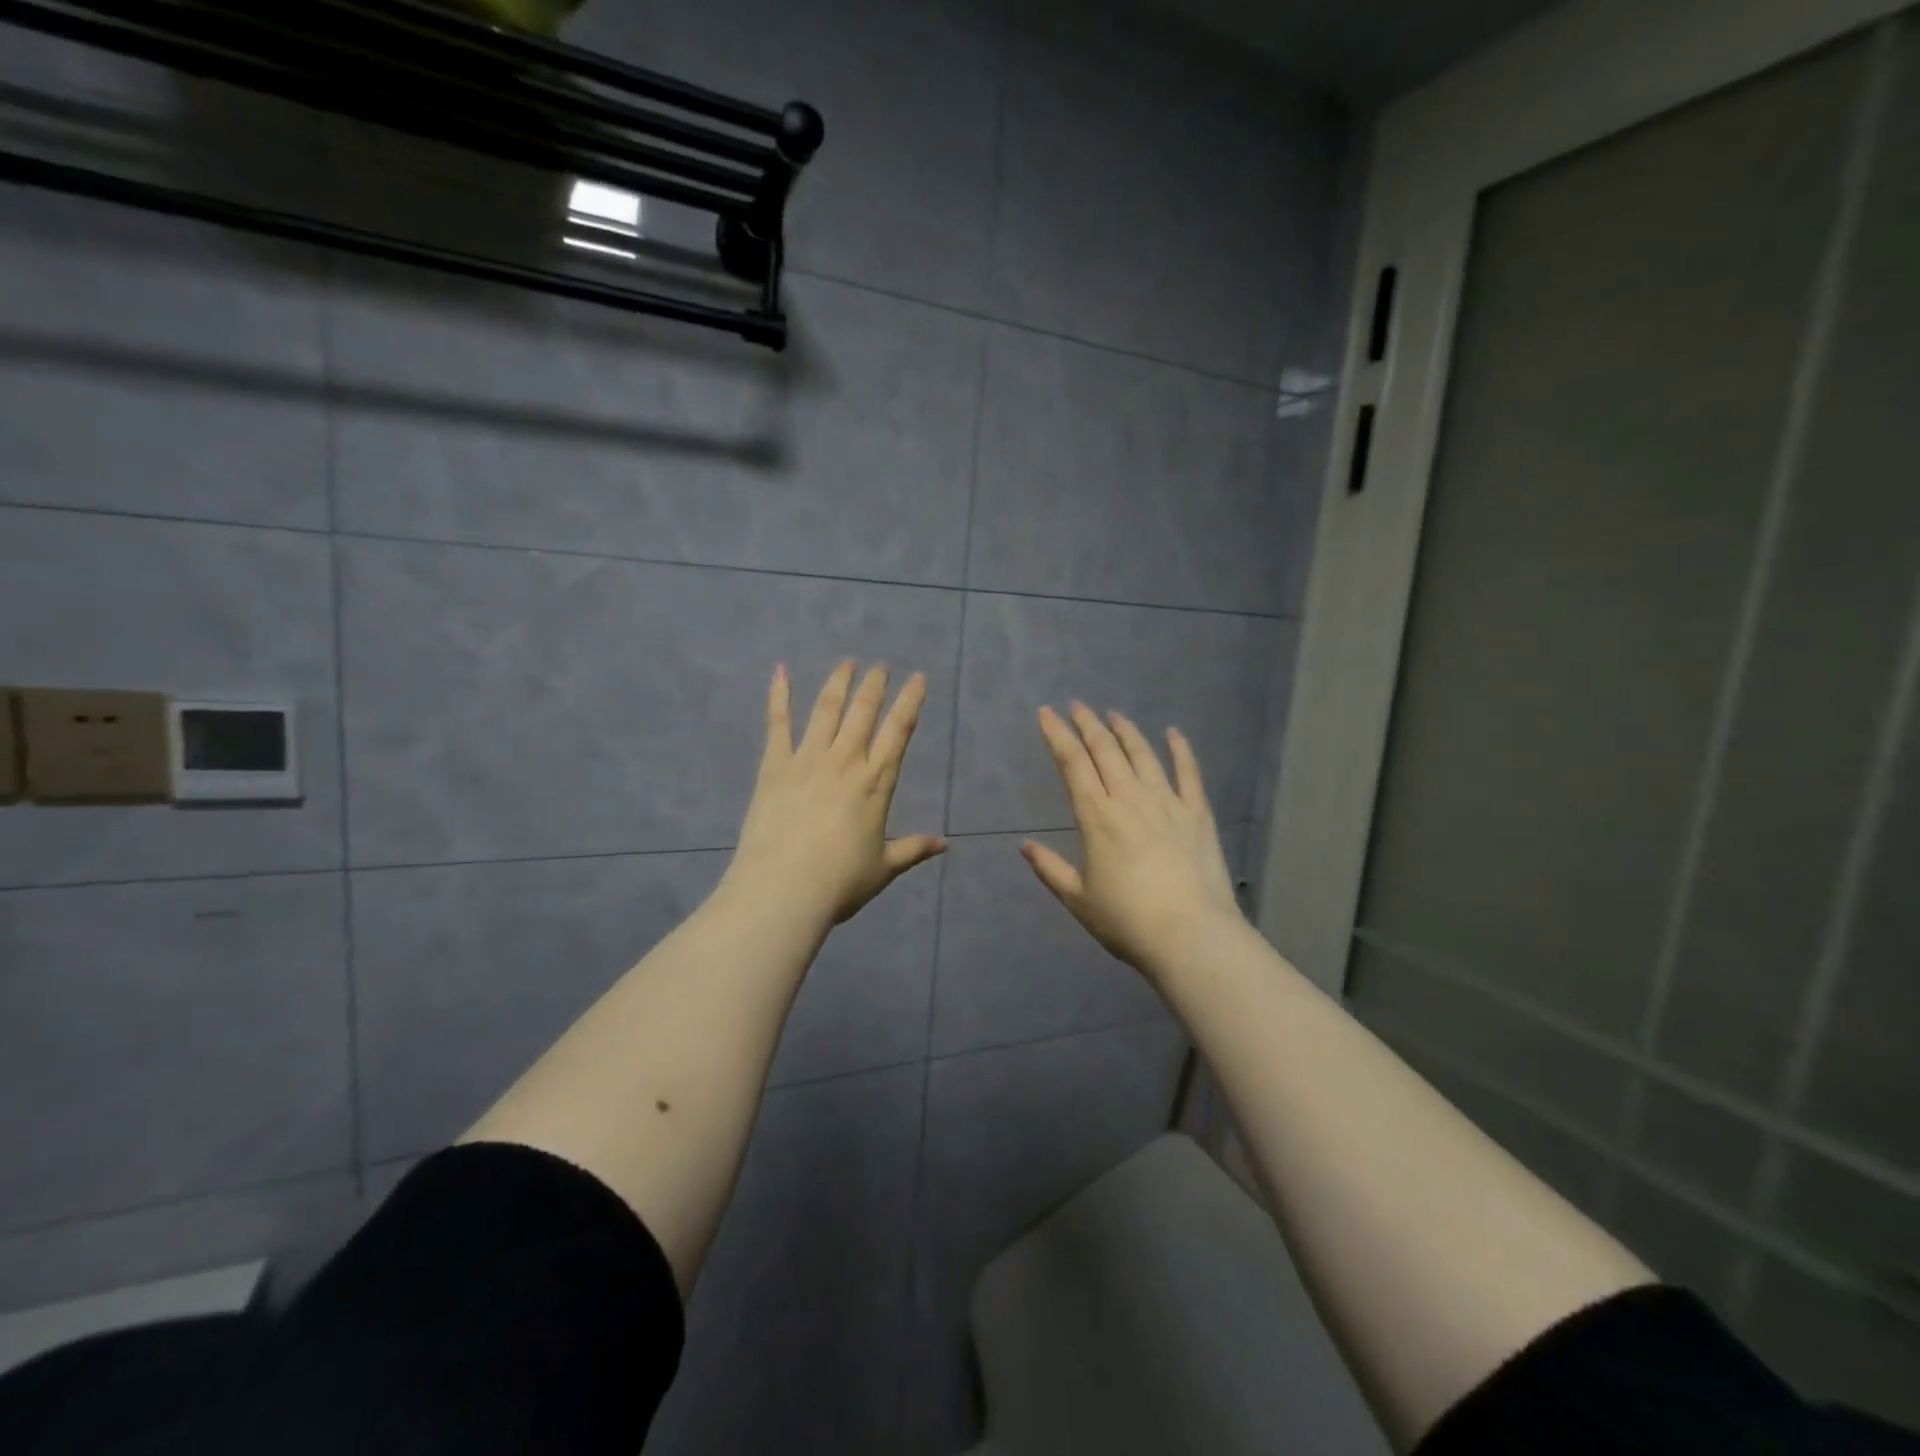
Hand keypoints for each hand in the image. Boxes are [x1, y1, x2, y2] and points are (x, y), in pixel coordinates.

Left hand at [723, 661, 945, 927]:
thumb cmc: (840, 882)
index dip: (910, 701)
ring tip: (847, 663)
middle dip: (875, 685)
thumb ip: (913, 849)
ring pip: (826, 709)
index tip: (918, 678)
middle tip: (880, 666)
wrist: (784, 889)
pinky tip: (781, 671)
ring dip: (838, 682)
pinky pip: (778, 723)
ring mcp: (808, 759)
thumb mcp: (884, 868)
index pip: (899, 731)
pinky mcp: (775, 765)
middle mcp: (845, 761)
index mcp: (876, 782)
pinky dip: (779, 695)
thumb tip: (945, 844)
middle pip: (864, 712)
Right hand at [1024, 703, 1242, 976]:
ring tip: (1114, 715)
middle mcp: (1129, 799)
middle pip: (1105, 751)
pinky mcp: (1197, 814)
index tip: (1047, 713)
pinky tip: (1173, 733)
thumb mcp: (1078, 899)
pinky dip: (1180, 750)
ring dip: (1126, 731)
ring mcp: (1167, 803)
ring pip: (1143, 755)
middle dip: (1087, 724)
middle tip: (1077, 706)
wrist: (1191, 936)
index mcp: (1096, 817)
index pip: (1072, 764)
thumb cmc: (1127, 921)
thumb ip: (1050, 869)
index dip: (1058, 735)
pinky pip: (1188, 773)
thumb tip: (1025, 846)